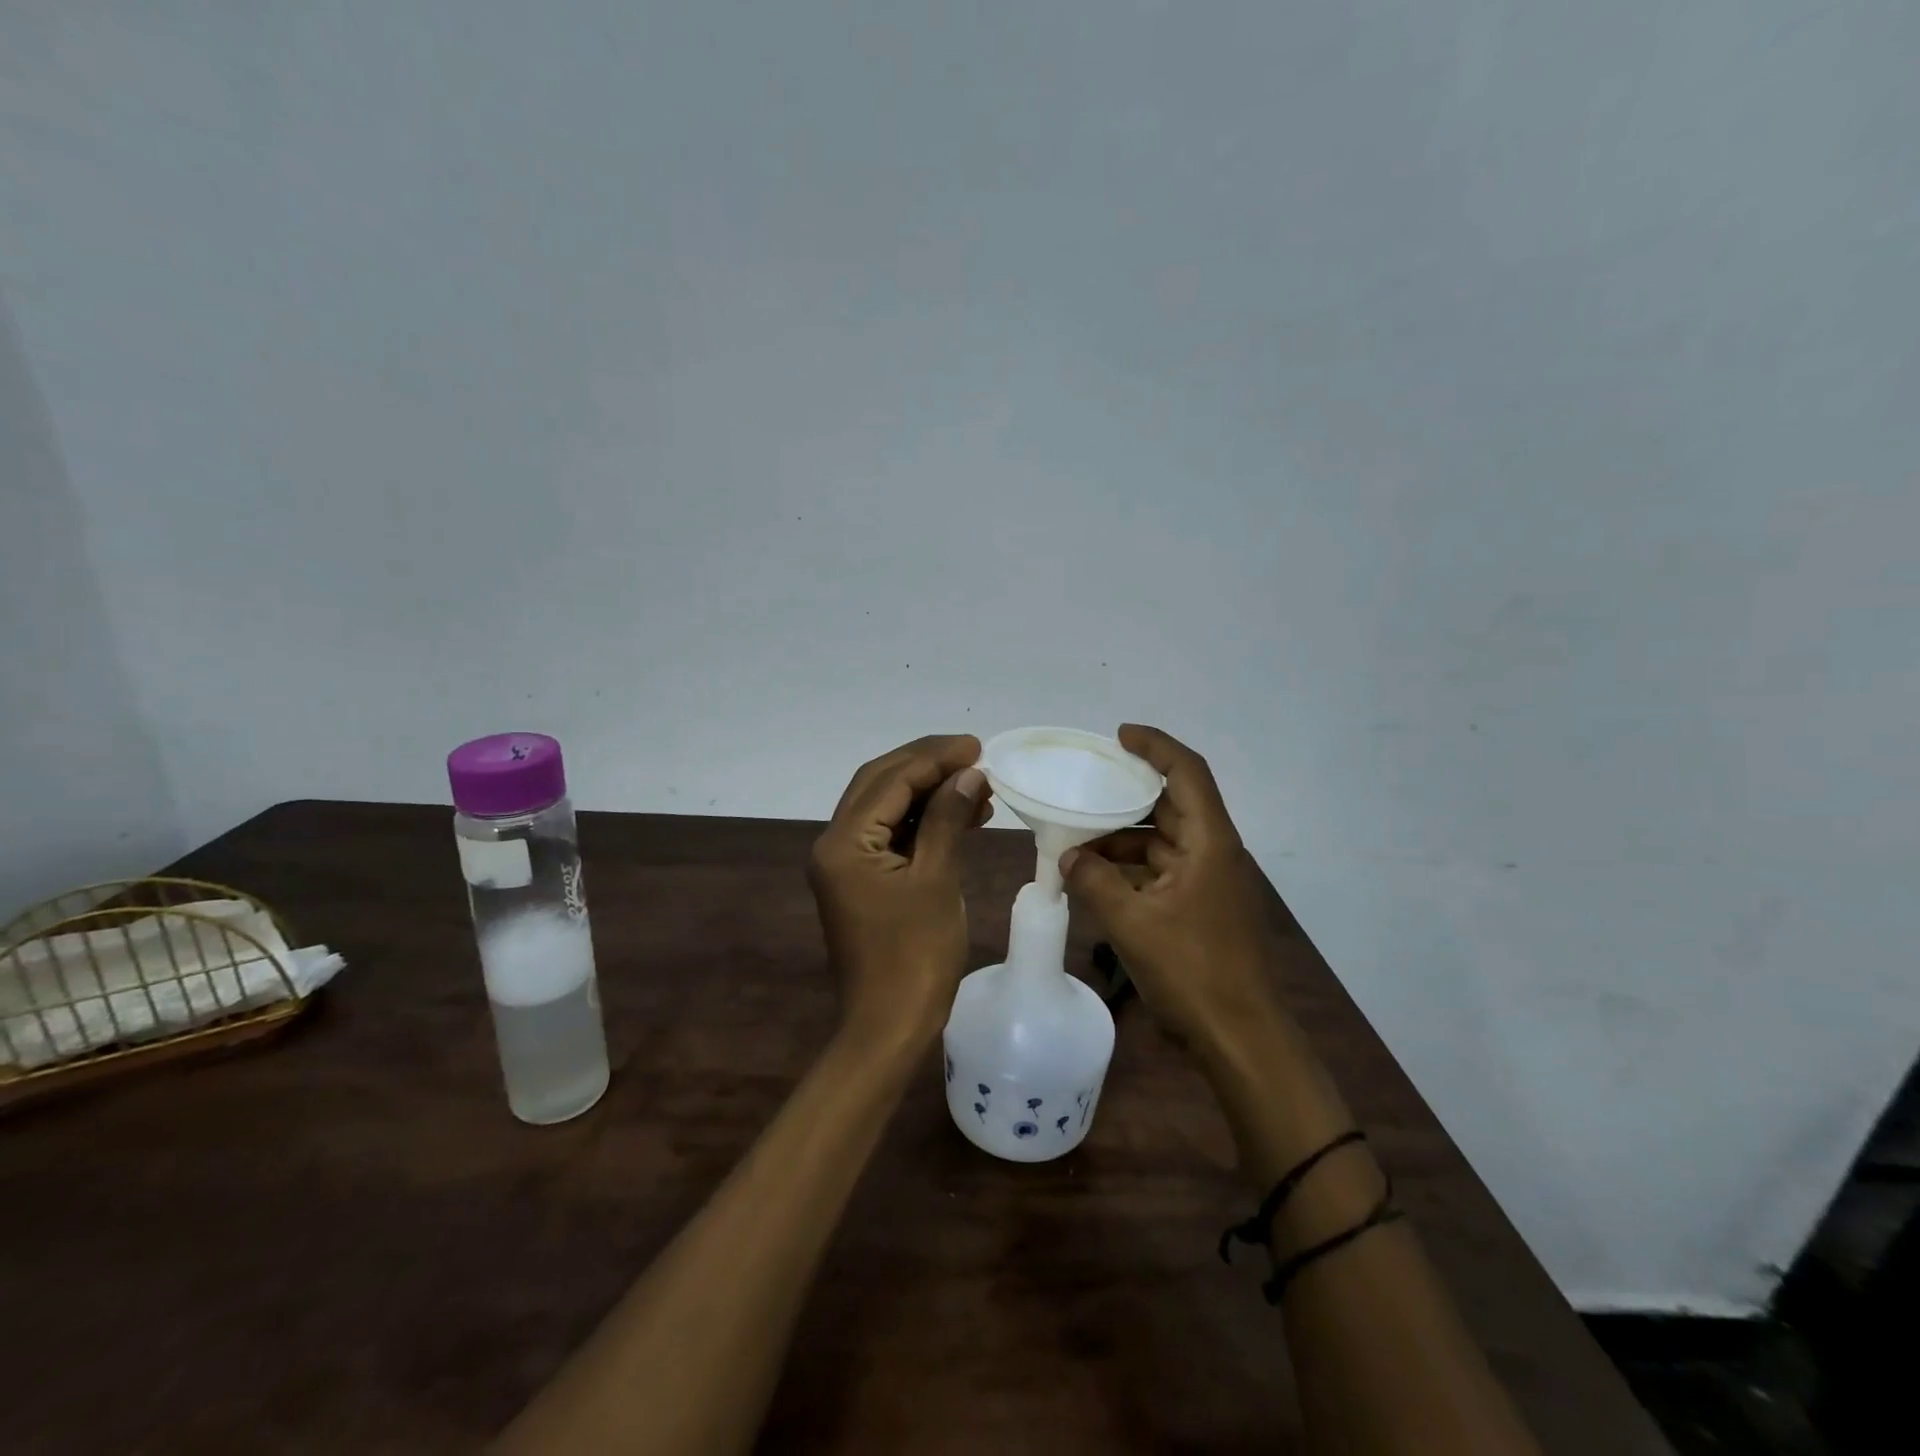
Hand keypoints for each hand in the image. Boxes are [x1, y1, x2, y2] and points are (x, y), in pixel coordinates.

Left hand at [808, 734, 990, 1051]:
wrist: (889, 1027)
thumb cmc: (915, 956)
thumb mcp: (936, 880)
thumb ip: (948, 819)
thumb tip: (969, 774)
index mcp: (844, 842)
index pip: (890, 779)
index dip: (934, 757)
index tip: (977, 746)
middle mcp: (835, 844)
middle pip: (882, 784)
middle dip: (928, 765)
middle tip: (975, 756)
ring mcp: (846, 863)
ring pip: (888, 808)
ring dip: (930, 793)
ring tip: (979, 787)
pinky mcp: (861, 880)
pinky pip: (893, 835)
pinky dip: (925, 822)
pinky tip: (963, 817)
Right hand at [1060, 724, 1286, 1049]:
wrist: (1240, 1038)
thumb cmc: (1193, 972)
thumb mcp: (1133, 923)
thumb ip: (1094, 881)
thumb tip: (1068, 857)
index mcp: (1210, 843)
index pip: (1187, 773)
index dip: (1156, 746)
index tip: (1119, 736)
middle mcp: (1213, 853)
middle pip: (1170, 806)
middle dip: (1127, 796)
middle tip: (1084, 787)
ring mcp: (1208, 883)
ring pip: (1161, 842)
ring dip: (1122, 840)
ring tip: (1075, 841)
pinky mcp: (1199, 909)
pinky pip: (1160, 873)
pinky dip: (1129, 871)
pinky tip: (1094, 879)